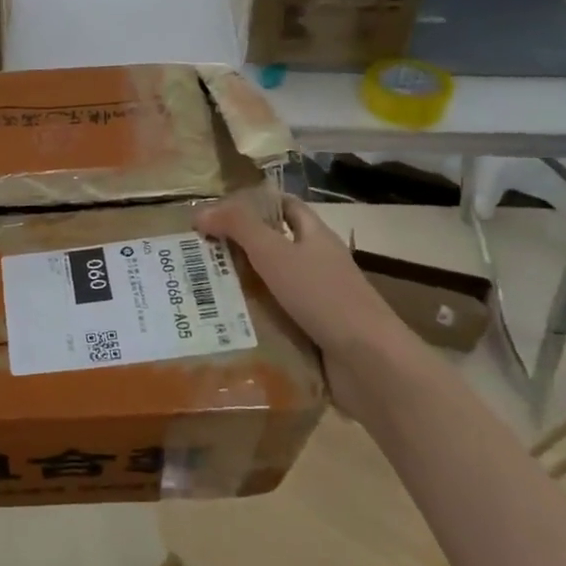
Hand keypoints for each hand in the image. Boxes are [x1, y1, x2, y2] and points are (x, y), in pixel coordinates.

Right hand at [193, 192, 421, 416]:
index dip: (253, 203)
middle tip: (197, 255)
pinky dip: (254, 320)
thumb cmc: (322, 296)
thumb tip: (201, 212)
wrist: (368, 362)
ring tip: (200, 292)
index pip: (284, 206)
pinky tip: (225, 326)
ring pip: (271, 285)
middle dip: (237, 248)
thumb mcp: (275, 253)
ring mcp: (317, 300)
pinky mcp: (313, 331)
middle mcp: (317, 263)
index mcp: (315, 236)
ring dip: (241, 287)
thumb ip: (239, 227)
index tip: (217, 212)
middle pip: (273, 246)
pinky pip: (276, 318)